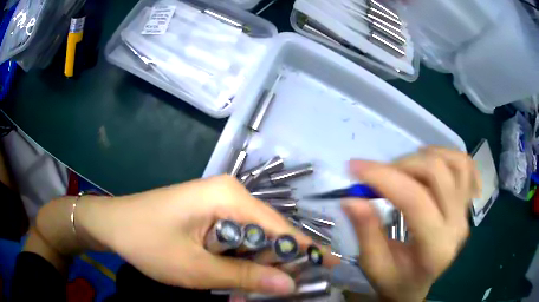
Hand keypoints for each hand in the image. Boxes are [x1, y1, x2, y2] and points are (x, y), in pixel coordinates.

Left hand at [75, 175, 313, 294]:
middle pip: (267, 231)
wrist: (113, 224)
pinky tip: (228, 274)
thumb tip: (289, 285)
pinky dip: (237, 258)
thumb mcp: (197, 268)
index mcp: (229, 196)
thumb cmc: (148, 242)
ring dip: (253, 264)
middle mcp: (229, 192)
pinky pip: (234, 235)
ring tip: (246, 288)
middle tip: (278, 291)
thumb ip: (245, 276)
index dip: (305, 249)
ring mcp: (217, 200)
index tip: (328, 266)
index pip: (280, 226)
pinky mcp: (208, 211)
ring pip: (251, 236)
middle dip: (274, 263)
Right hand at [343, 147, 480, 301]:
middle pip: (437, 173)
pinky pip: (466, 166)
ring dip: (425, 157)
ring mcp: (466, 211)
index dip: (384, 177)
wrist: (418, 285)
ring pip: (456, 162)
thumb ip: (366, 232)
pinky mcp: (467, 203)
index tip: (355, 168)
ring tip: (404, 169)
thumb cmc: (396, 280)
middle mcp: (457, 225)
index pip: (414, 200)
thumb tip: (352, 197)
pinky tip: (432, 166)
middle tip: (378, 175)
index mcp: (435, 248)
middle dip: (401, 165)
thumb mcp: (374, 265)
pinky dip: (449, 156)